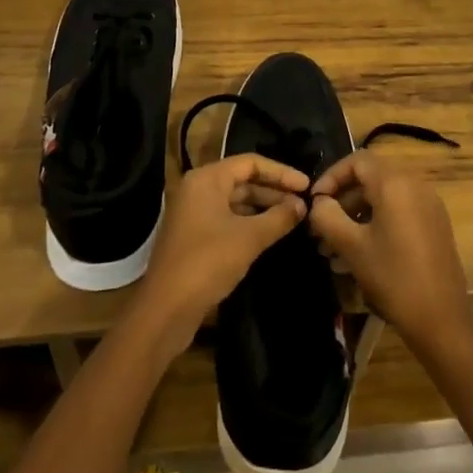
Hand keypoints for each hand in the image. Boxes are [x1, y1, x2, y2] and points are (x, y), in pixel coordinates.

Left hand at [130, 154, 308, 354]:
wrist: (165, 310)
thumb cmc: (207, 262)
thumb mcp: (249, 238)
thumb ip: (279, 218)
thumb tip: (302, 205)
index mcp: (206, 179)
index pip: (250, 163)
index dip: (281, 172)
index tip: (307, 185)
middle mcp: (197, 189)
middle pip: (242, 180)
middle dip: (274, 191)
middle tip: (303, 204)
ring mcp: (193, 213)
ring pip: (235, 201)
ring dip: (263, 208)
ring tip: (293, 218)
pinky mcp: (194, 236)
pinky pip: (227, 219)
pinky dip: (249, 222)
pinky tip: (270, 233)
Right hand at [308, 150, 472, 355]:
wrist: (441, 319)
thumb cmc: (393, 278)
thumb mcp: (351, 247)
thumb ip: (327, 216)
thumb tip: (318, 202)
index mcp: (395, 183)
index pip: (357, 160)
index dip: (332, 176)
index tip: (315, 203)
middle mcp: (415, 184)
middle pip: (370, 178)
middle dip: (342, 200)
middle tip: (321, 229)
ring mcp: (428, 204)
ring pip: (383, 197)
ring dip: (356, 215)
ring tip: (333, 249)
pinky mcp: (434, 224)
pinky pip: (399, 211)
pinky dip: (376, 223)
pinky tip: (359, 255)